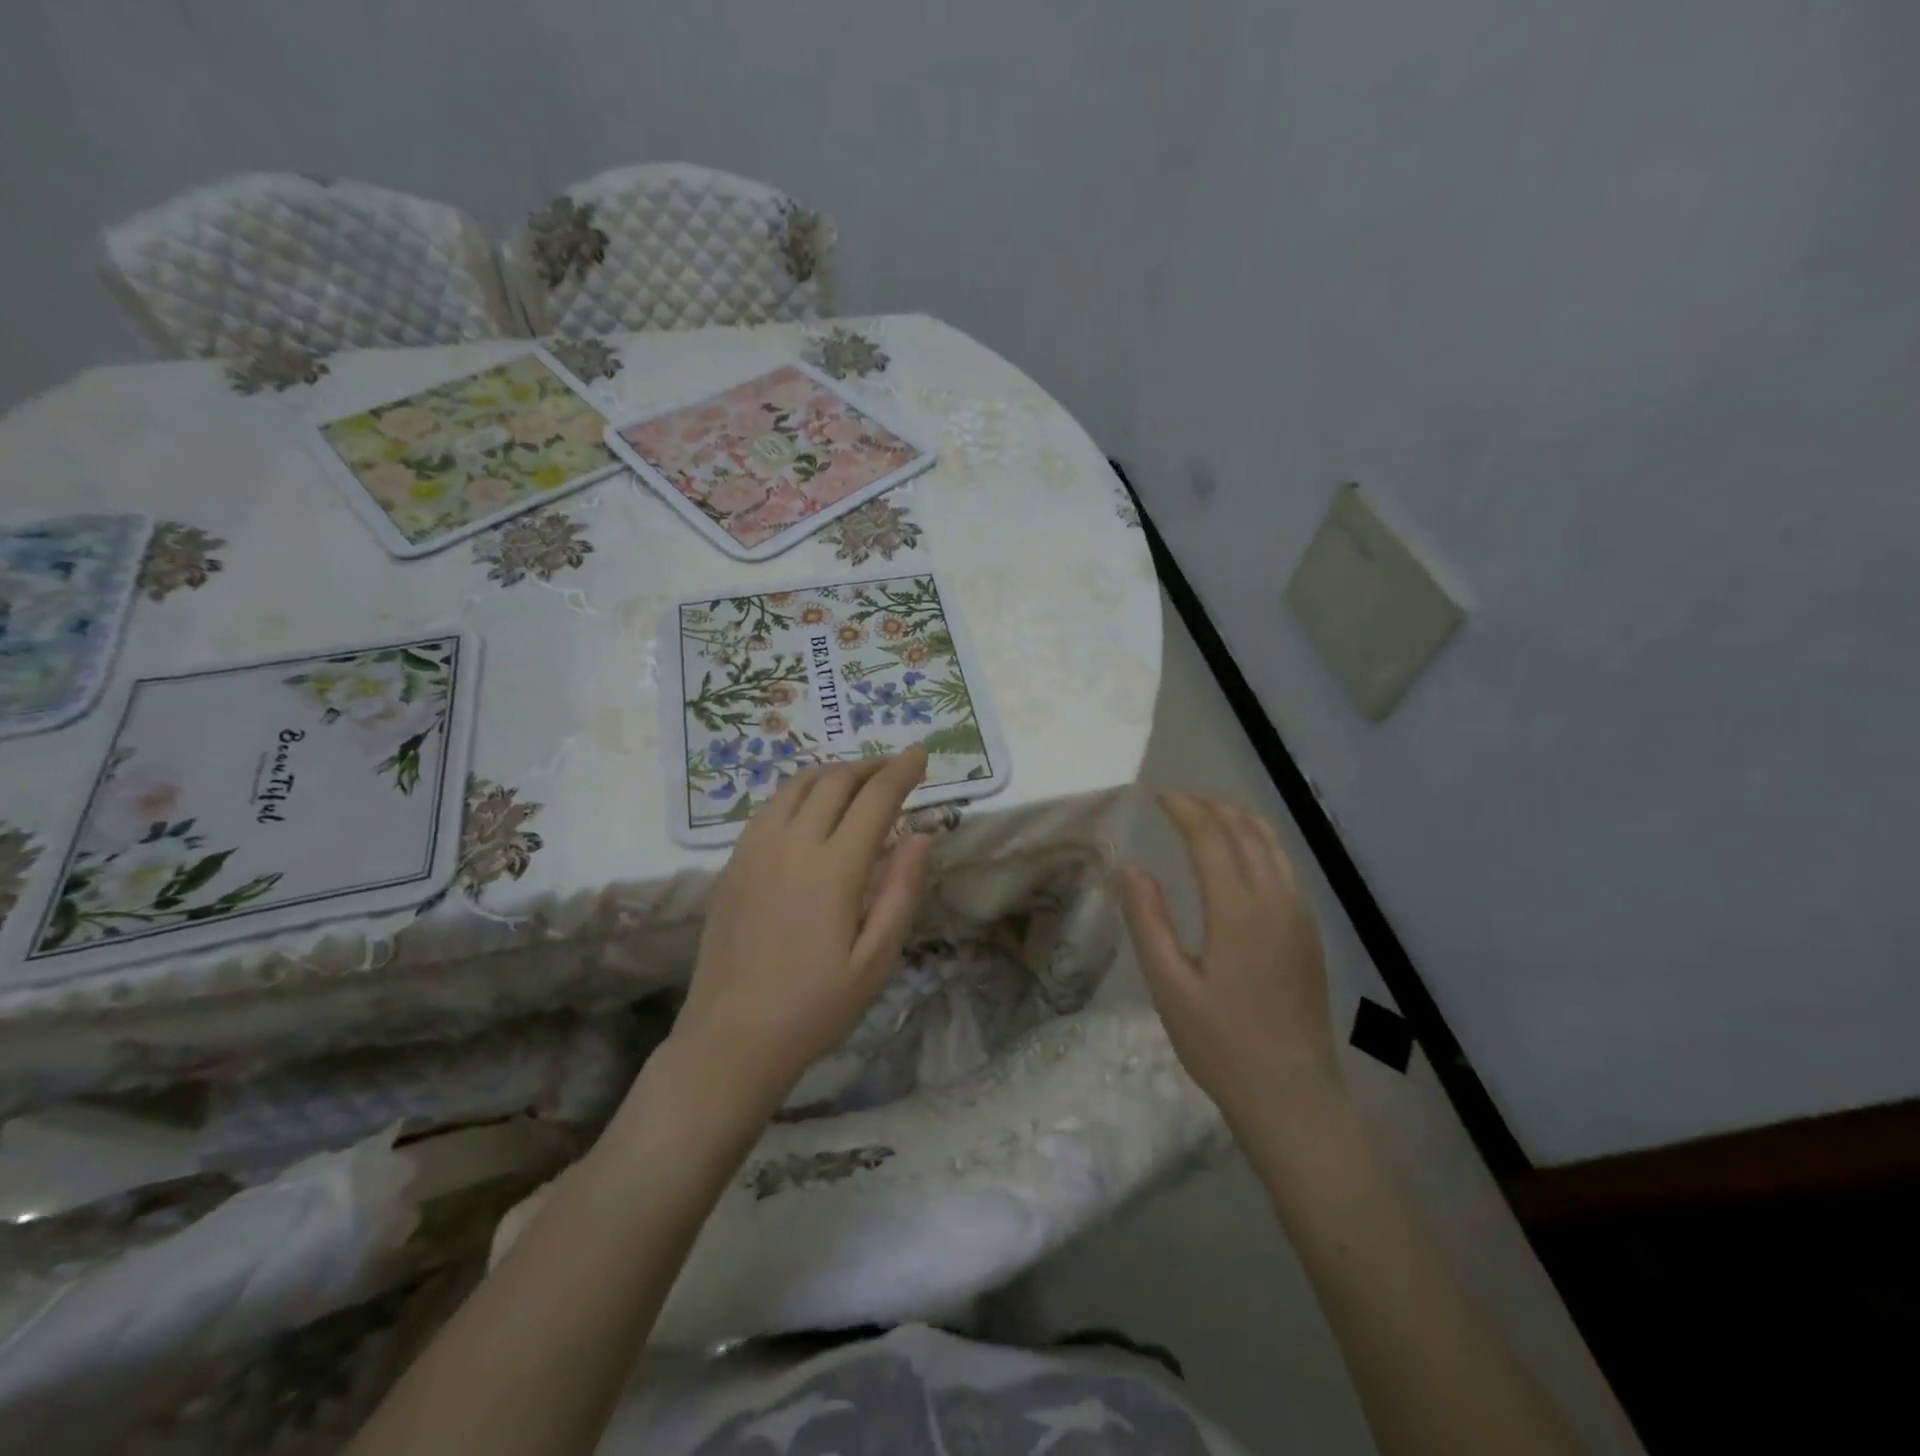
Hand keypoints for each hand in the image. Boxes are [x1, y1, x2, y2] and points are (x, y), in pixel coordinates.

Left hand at [672, 749, 933, 1112]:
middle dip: (870, 766)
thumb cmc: (815, 1006)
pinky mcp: (734, 862)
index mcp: (833, 868)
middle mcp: (792, 844)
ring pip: (797, 785)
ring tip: (858, 778)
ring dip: (833, 772)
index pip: (875, 798)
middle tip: (895, 766)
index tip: (922, 753)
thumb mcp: (876, 960)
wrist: (732, 1036)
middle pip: (835, 781)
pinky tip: (811, 806)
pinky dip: (800, 790)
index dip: (902, 771)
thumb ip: (901, 891)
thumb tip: (921, 834)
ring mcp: (755, 849)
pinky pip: (770, 806)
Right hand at [1119, 791, 1343, 1132]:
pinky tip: (1242, 855)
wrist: (1294, 1097)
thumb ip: (1148, 921)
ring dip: (1239, 819)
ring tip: (1208, 814)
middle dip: (1212, 806)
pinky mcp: (1310, 933)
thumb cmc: (1222, 1045)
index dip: (1185, 810)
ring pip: (1274, 845)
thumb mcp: (1169, 987)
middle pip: (1247, 831)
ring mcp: (1301, 916)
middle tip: (1179, 799)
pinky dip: (1260, 843)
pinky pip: (1286, 866)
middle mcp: (1277, 901)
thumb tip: (1130, 867)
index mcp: (1239, 911)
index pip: (1212, 838)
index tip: (1160, 797)